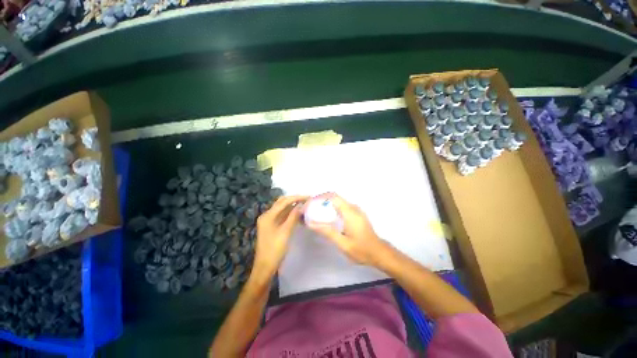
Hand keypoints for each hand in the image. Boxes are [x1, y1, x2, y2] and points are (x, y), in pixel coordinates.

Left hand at [253, 195, 307, 278]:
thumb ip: (293, 217)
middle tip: (307, 199)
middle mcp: (267, 215)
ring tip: (305, 204)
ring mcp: (269, 221)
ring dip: (293, 206)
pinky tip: (299, 213)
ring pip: (282, 209)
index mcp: (268, 215)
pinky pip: (282, 216)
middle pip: (282, 203)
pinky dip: (290, 213)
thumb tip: (302, 205)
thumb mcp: (286, 232)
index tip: (308, 197)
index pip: (284, 202)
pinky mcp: (272, 226)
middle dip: (294, 199)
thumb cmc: (275, 250)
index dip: (296, 198)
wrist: (265, 267)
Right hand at [307, 194, 387, 265]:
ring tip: (316, 213)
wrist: (379, 253)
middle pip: (335, 198)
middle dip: (322, 200)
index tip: (310, 204)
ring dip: (327, 204)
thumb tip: (311, 223)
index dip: (320, 197)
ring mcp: (356, 210)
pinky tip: (328, 218)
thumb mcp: (343, 243)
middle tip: (310, 209)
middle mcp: (353, 208)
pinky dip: (333, 208)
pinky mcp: (357, 214)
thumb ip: (327, 232)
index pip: (333, 197)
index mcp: (350, 212)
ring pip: (338, 202)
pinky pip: (342, 206)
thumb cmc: (361, 249)